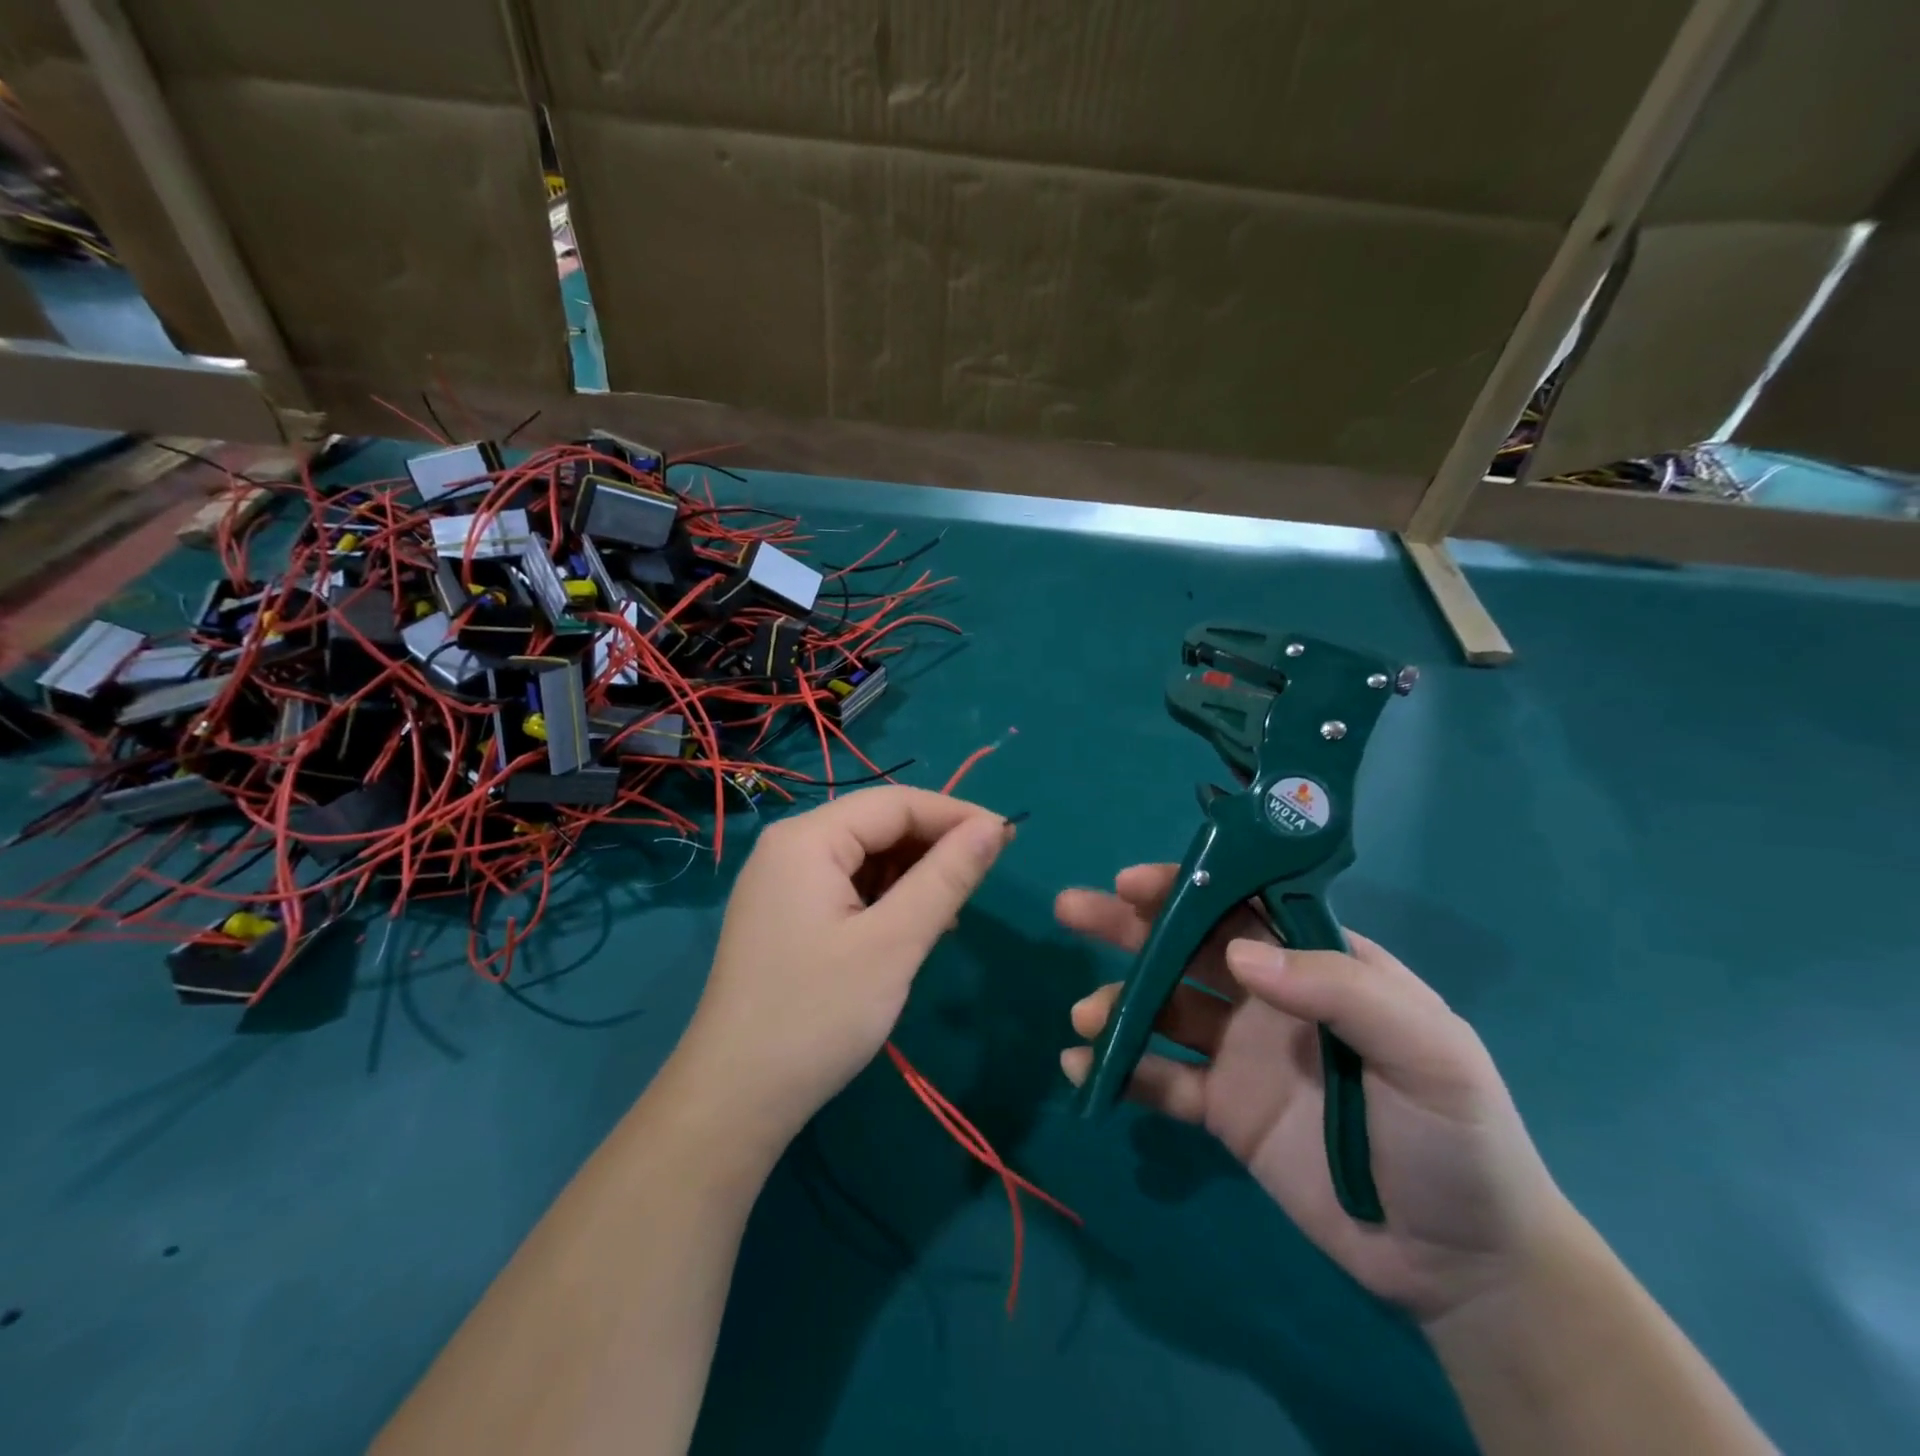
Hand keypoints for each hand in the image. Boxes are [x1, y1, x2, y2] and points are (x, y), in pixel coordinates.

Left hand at [676, 787, 1011, 1154]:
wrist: (735, 1099)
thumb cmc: (818, 1015)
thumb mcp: (894, 943)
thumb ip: (946, 878)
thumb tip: (993, 827)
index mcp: (807, 839)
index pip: (895, 803)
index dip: (955, 815)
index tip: (1007, 839)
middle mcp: (789, 847)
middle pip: (876, 825)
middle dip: (933, 845)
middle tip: (984, 876)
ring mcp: (782, 882)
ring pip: (864, 856)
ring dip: (912, 874)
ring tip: (951, 910)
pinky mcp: (784, 915)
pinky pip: (846, 885)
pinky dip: (885, 898)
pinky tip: (912, 926)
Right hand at [1056, 864, 1572, 1323]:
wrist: (1461, 1264)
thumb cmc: (1456, 1138)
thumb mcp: (1426, 1052)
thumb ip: (1340, 990)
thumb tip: (1238, 953)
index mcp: (1317, 964)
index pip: (1242, 905)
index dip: (1186, 886)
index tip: (1131, 881)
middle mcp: (1270, 997)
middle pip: (1188, 947)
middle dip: (1129, 926)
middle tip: (1072, 909)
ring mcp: (1240, 1052)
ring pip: (1164, 1008)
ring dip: (1119, 1002)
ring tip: (1087, 1018)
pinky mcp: (1222, 1109)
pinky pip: (1162, 1080)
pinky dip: (1121, 1071)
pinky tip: (1084, 1069)